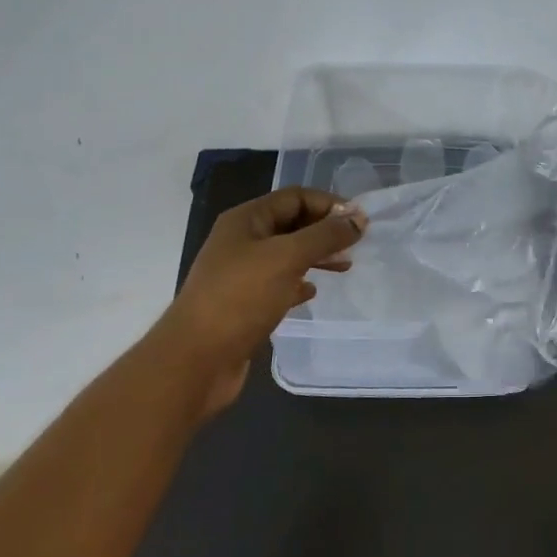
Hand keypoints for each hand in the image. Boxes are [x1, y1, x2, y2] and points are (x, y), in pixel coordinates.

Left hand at [158, 187, 366, 417]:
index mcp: (246, 220)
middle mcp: (241, 241)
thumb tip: (358, 219)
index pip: (294, 197)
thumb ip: (325, 235)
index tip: (360, 222)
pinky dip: (299, 283)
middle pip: (291, 224)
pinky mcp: (244, 304)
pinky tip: (312, 292)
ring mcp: (241, 274)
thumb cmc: (240, 298)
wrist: (197, 359)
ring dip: (316, 256)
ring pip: (287, 255)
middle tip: (356, 245)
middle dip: (325, 230)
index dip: (329, 204)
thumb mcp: (287, 257)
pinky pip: (278, 284)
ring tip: (344, 266)